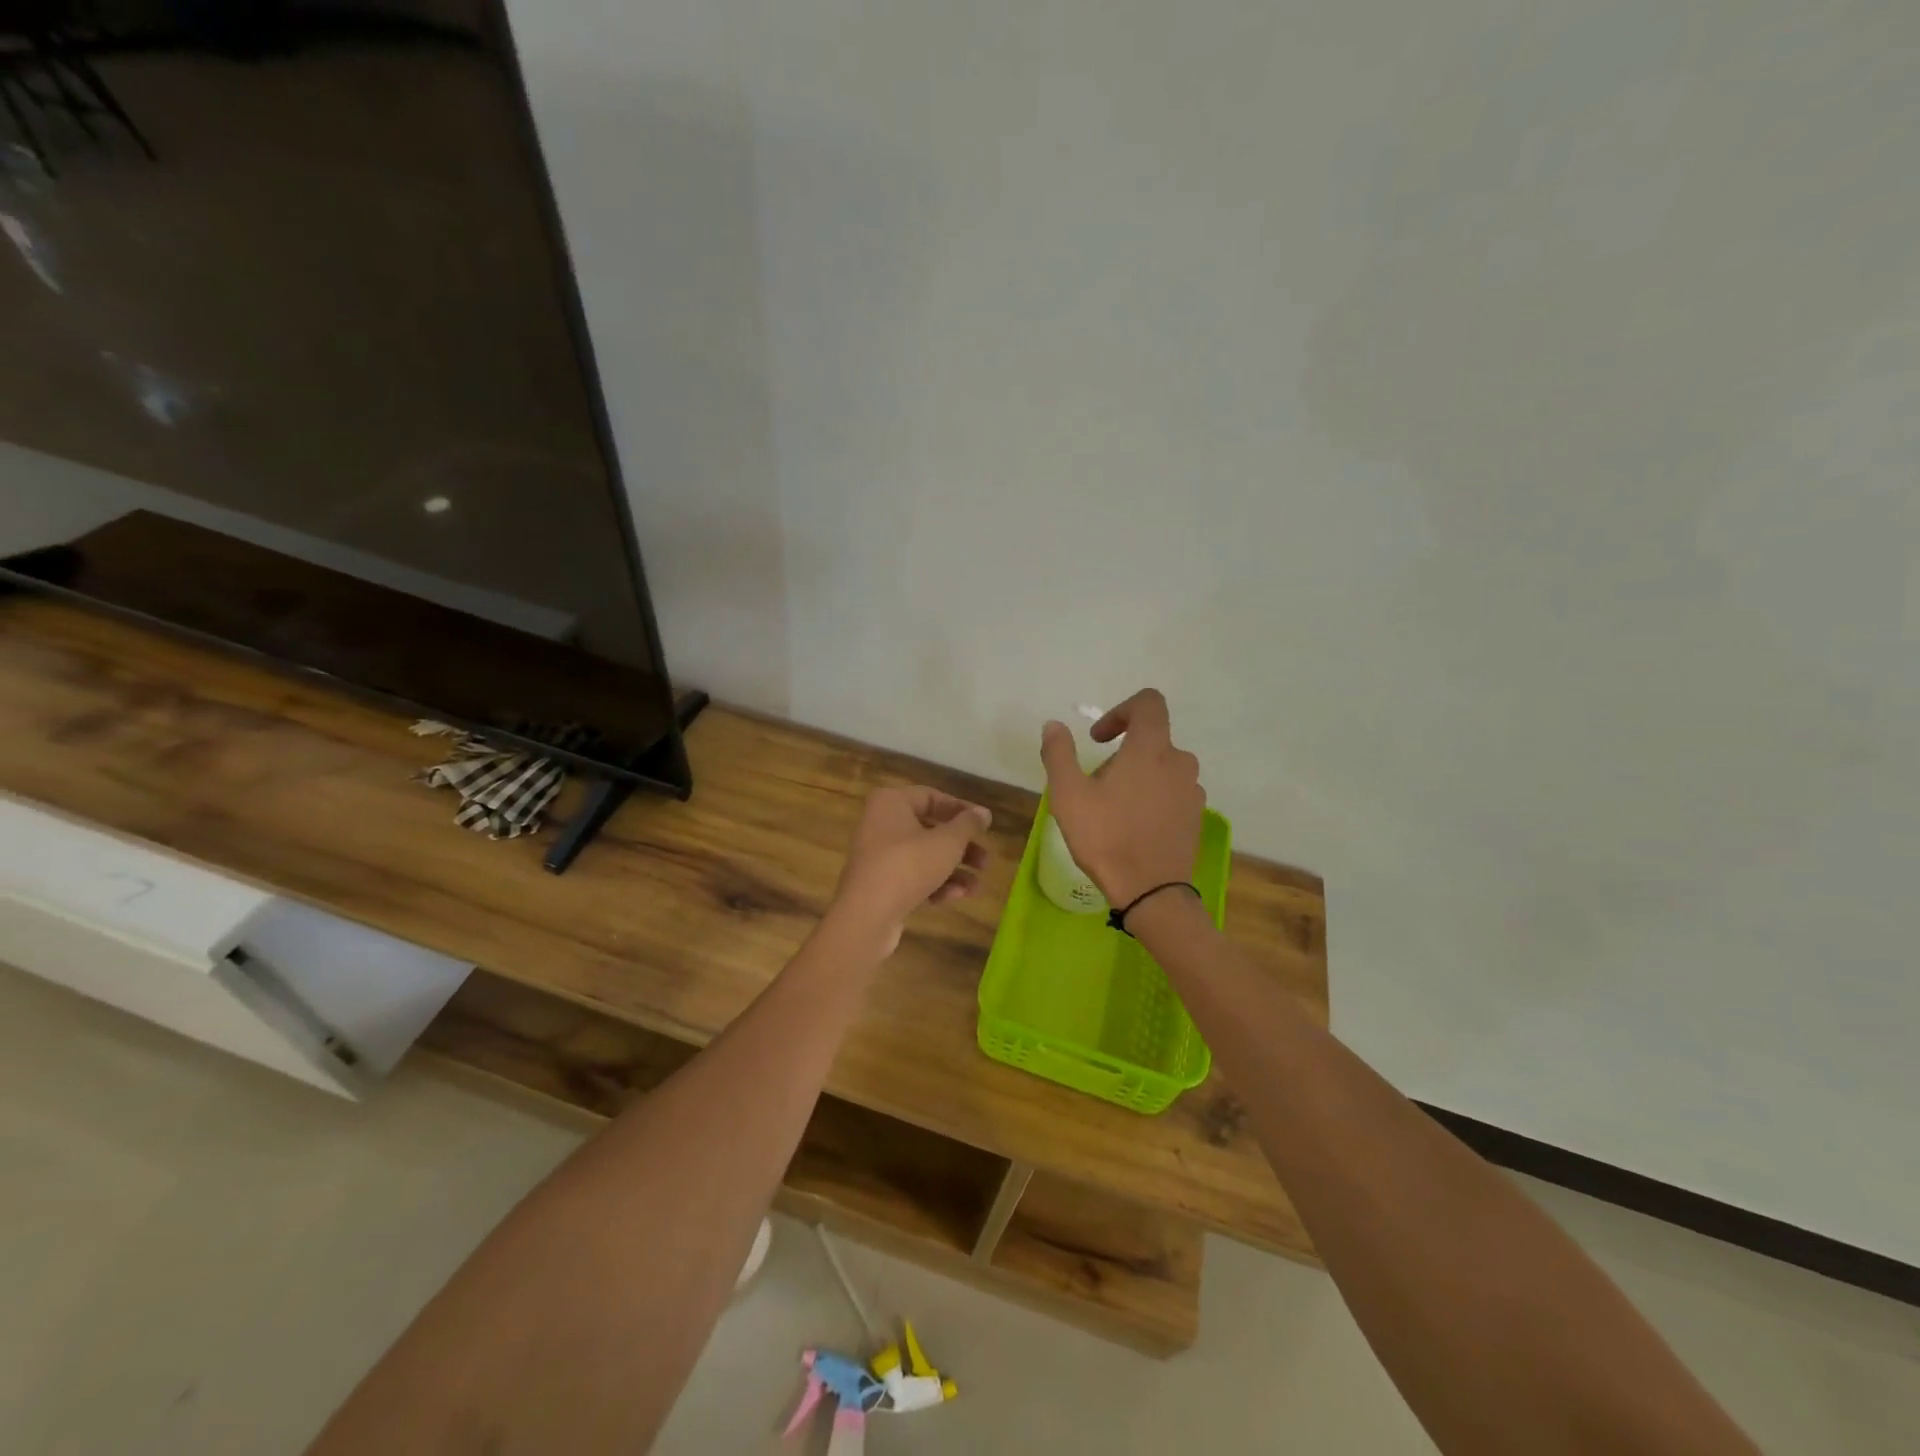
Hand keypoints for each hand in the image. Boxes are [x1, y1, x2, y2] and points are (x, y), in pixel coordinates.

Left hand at [830, 786, 992, 954]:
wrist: (866, 916)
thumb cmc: (908, 865)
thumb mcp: (947, 842)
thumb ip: (968, 825)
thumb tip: (983, 813)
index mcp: (891, 802)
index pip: (932, 797)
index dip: (962, 810)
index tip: (985, 825)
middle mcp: (881, 823)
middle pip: (930, 830)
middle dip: (961, 848)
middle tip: (985, 861)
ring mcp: (878, 856)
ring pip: (924, 857)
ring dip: (953, 871)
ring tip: (975, 887)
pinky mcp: (879, 884)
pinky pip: (912, 877)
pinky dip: (934, 885)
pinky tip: (954, 898)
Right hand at [1040, 689, 1203, 907]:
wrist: (1151, 892)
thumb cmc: (1106, 837)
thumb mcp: (1068, 794)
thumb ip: (1059, 753)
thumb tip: (1053, 725)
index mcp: (1150, 749)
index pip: (1149, 703)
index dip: (1121, 711)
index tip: (1098, 738)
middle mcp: (1179, 762)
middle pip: (1152, 739)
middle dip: (1123, 752)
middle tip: (1097, 784)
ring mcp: (1192, 791)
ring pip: (1163, 767)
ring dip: (1139, 775)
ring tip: (1114, 807)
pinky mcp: (1196, 816)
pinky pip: (1174, 792)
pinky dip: (1154, 797)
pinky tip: (1134, 825)